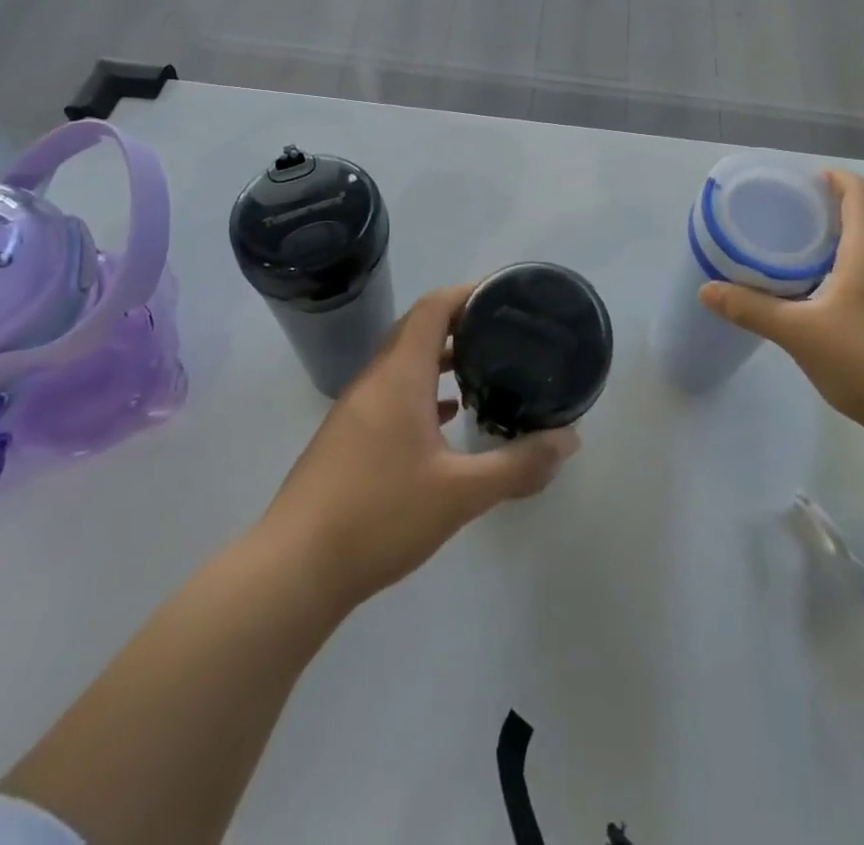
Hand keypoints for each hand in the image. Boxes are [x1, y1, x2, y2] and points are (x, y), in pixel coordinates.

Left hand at [261, 284, 580, 610]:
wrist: (293, 570)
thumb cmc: (379, 515)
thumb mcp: (461, 493)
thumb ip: (518, 465)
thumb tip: (569, 440)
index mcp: (399, 375)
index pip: (433, 307)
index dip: (468, 293)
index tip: (504, 296)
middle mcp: (375, 380)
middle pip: (418, 329)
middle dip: (460, 323)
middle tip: (504, 332)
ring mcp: (356, 409)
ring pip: (403, 363)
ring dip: (440, 358)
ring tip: (483, 369)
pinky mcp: (348, 437)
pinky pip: (392, 393)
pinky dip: (423, 390)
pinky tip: (447, 418)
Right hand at [699, 170, 863, 436]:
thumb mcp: (799, 333)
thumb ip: (752, 309)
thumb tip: (707, 290)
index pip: (862, 194)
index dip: (837, 178)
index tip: (806, 180)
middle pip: (863, 220)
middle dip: (826, 211)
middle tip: (785, 218)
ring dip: (834, 244)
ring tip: (793, 255)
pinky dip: (842, 272)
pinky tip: (817, 298)